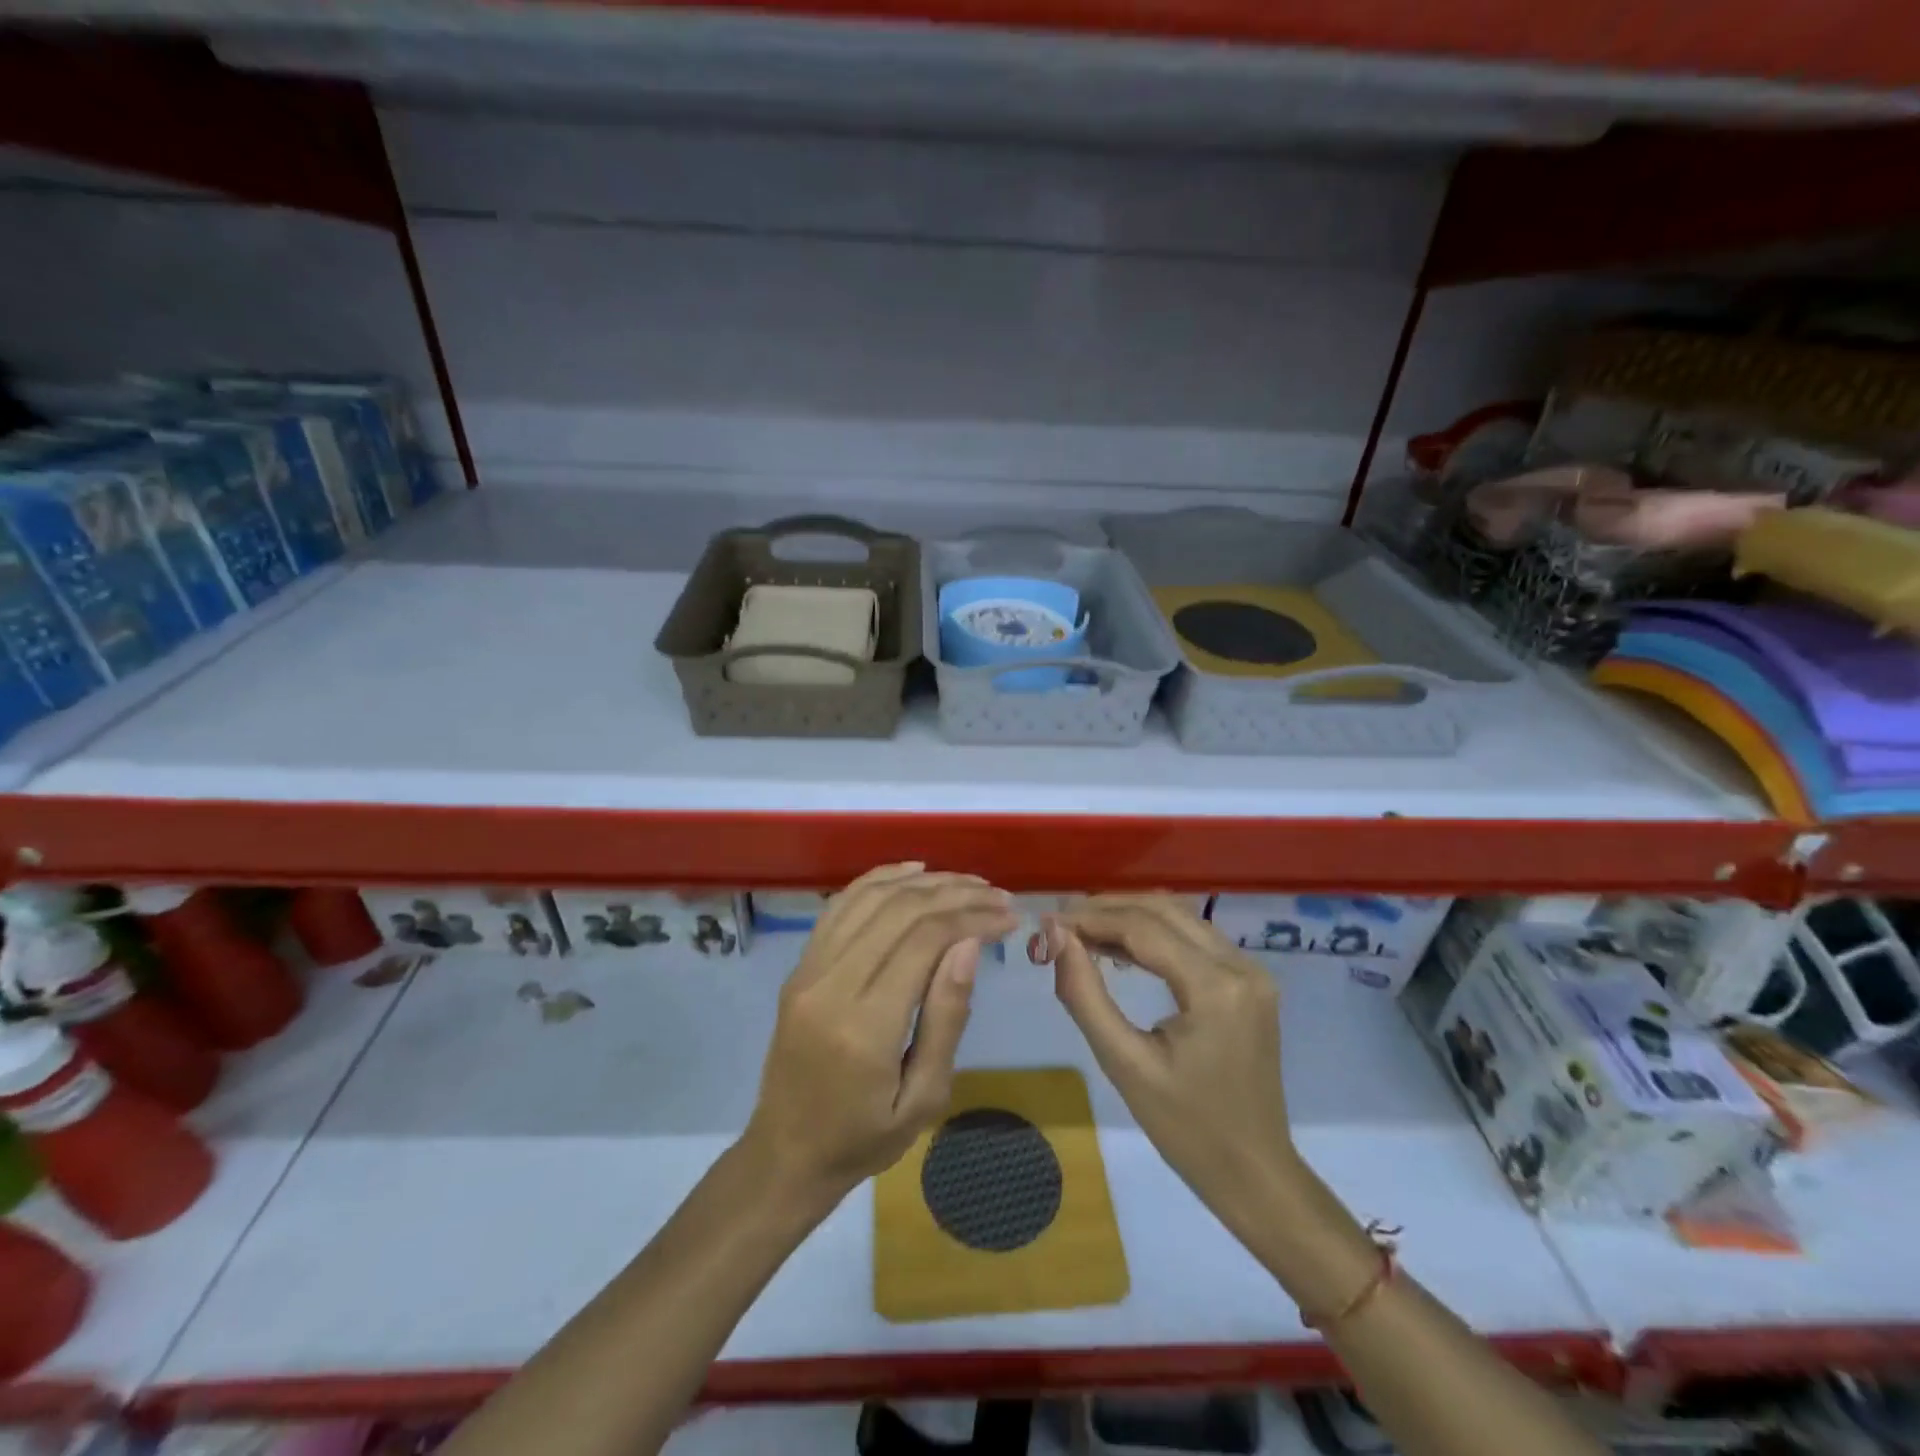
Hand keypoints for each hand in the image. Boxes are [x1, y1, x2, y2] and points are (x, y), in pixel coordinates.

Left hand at [741, 863, 1015, 1205]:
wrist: (787, 1153)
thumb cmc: (864, 1138)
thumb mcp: (923, 1098)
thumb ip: (946, 1017)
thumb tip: (968, 945)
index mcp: (864, 1026)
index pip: (923, 942)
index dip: (971, 918)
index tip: (1008, 916)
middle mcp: (830, 984)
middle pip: (899, 911)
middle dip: (955, 894)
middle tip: (998, 896)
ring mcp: (808, 970)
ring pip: (871, 899)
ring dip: (923, 882)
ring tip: (967, 882)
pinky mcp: (800, 966)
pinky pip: (840, 906)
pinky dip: (878, 879)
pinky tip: (913, 871)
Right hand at [1043, 895, 1296, 1214]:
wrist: (1255, 1173)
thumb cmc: (1187, 1129)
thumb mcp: (1124, 1064)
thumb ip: (1085, 995)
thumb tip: (1056, 937)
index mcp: (1215, 988)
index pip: (1143, 928)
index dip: (1092, 919)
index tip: (1048, 922)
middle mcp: (1241, 966)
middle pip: (1164, 911)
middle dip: (1109, 909)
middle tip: (1061, 922)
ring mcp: (1251, 972)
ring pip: (1180, 918)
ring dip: (1131, 916)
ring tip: (1081, 930)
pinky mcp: (1249, 982)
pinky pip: (1195, 939)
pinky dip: (1155, 935)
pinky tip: (1119, 947)